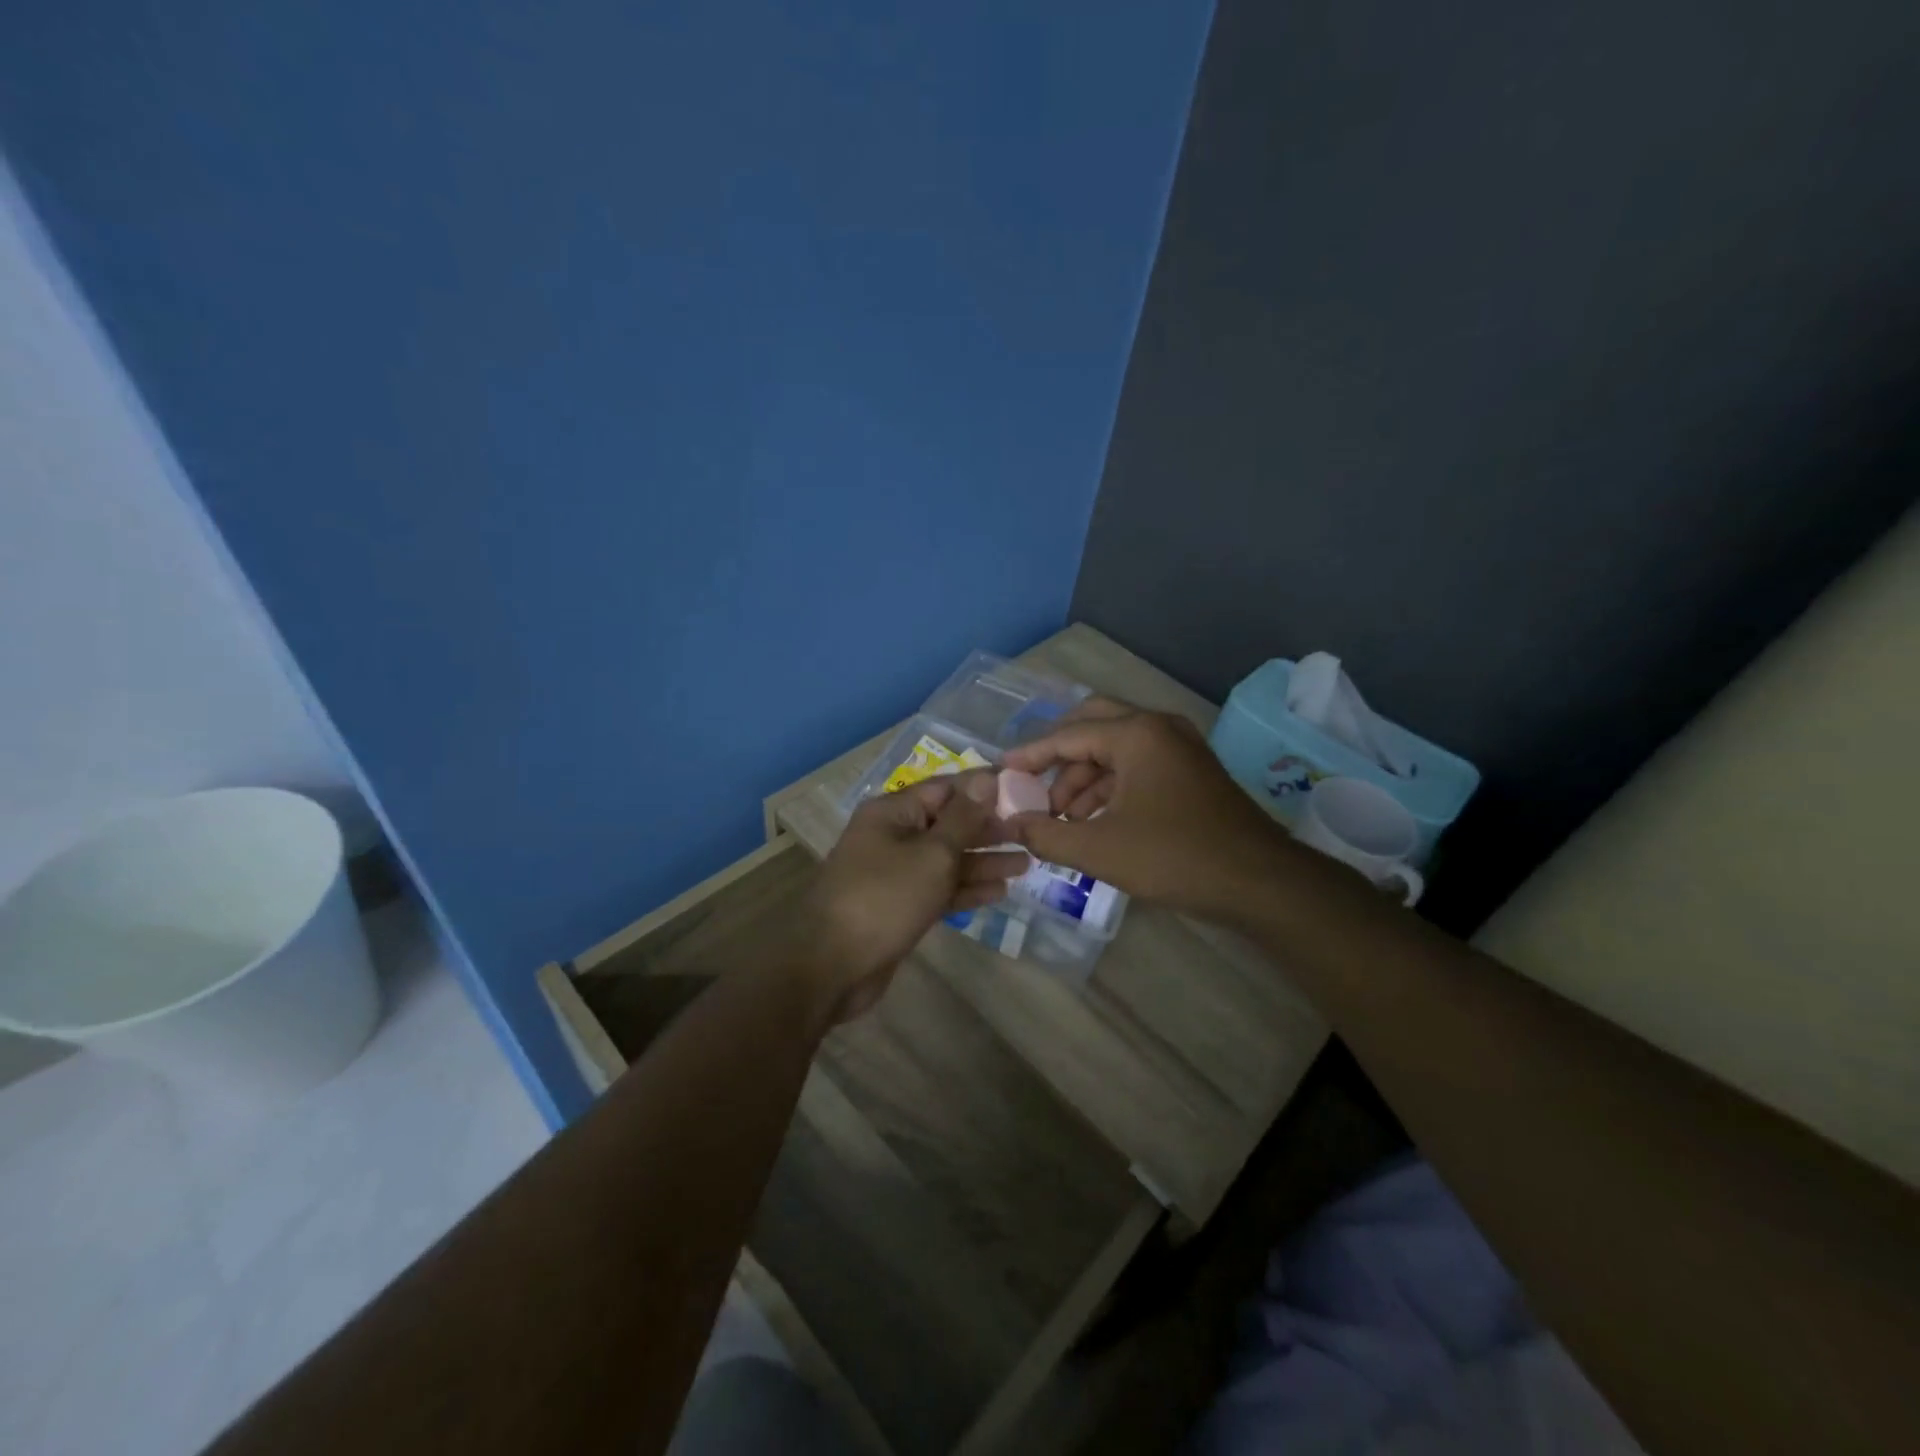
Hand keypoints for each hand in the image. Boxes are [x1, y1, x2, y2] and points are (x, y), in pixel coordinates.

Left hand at [800, 771, 1027, 1021]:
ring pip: (946, 860)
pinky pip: (939, 889)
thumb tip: (986, 779)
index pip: (946, 788)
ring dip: (983, 860)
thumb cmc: (884, 898)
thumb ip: (963, 819)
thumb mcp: (932, 854)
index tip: (1024, 790)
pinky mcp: (900, 907)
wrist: (830, 966)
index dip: (985, 788)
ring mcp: (895, 874)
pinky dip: (966, 889)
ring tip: (1027, 862)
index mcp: (893, 812)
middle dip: (988, 828)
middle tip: (1031, 831)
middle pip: (948, 824)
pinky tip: (1000, 891)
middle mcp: (892, 836)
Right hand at [1001, 699, 1291, 923]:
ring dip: (1083, 777)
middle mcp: (1158, 727)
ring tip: (1060, 818)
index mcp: (1136, 733)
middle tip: (1033, 785)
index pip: (1067, 735)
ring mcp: (1179, 747)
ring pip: (1116, 749)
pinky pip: (1137, 766)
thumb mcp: (1099, 849)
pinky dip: (1110, 787)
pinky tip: (1093, 820)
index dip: (1030, 755)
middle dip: (1059, 757)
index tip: (1002, 771)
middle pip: (1092, 726)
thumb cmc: (1174, 857)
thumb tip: (1014, 824)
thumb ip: (1047, 833)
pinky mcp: (1190, 770)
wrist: (1259, 882)